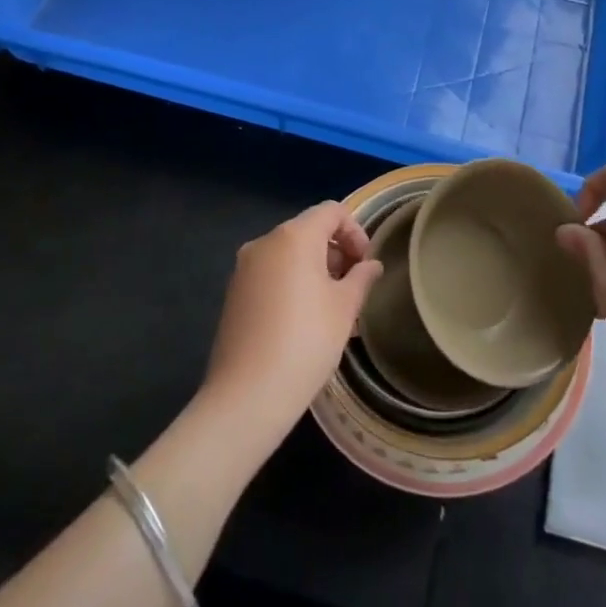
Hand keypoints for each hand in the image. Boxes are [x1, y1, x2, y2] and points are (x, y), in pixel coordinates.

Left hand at [203, 202, 381, 445]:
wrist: (247, 395)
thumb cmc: (306, 342)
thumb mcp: (345, 308)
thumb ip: (361, 278)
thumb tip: (371, 265)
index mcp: (293, 236)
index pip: (331, 211)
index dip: (355, 231)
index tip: (365, 264)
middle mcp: (264, 242)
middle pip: (308, 229)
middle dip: (336, 250)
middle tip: (353, 286)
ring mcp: (244, 268)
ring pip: (288, 253)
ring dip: (315, 268)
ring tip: (332, 306)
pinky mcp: (234, 293)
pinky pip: (270, 273)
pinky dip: (292, 282)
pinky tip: (304, 319)